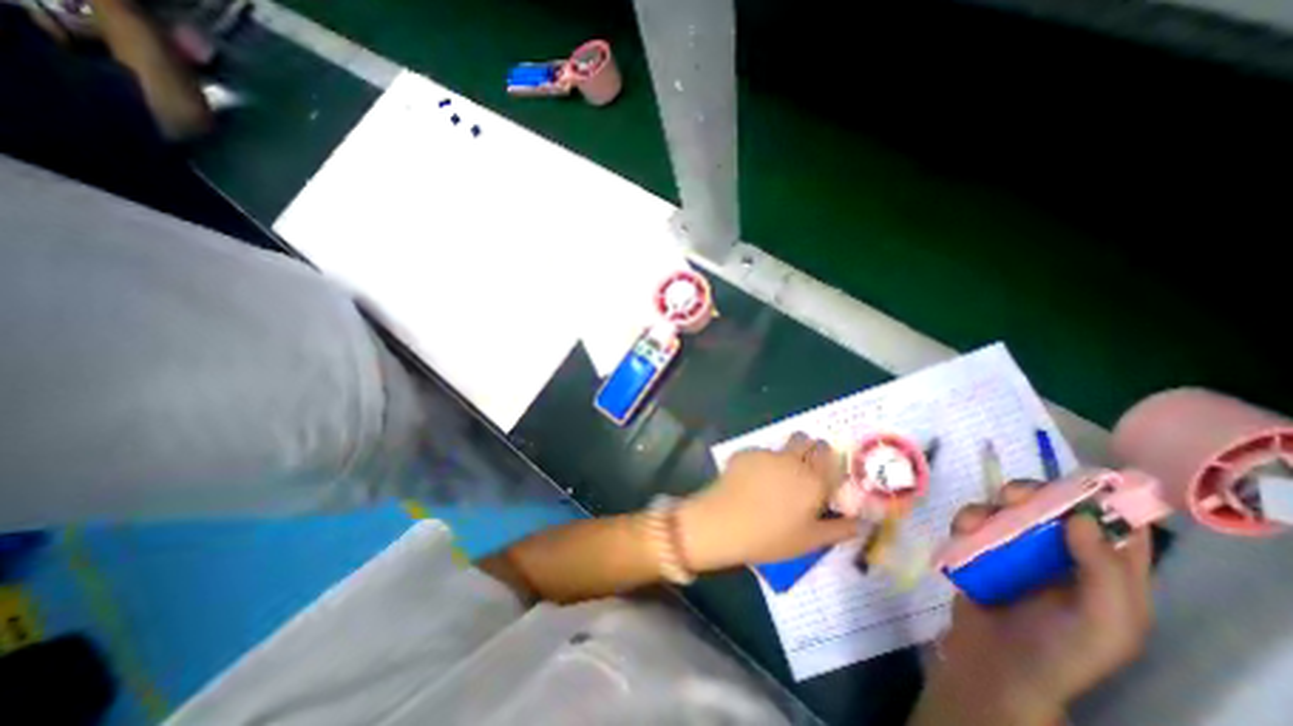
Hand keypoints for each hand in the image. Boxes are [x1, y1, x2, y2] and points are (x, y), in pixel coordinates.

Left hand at [678, 433, 855, 576]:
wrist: (724, 522)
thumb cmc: (771, 537)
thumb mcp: (810, 541)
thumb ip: (838, 529)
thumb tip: (859, 522)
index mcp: (814, 481)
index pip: (830, 455)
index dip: (827, 459)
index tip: (822, 469)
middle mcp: (793, 461)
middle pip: (806, 440)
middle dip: (807, 448)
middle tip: (800, 468)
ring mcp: (767, 454)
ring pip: (782, 445)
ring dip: (783, 455)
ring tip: (773, 477)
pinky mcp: (746, 452)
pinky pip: (760, 452)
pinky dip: (761, 461)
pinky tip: (750, 480)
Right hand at [912, 483, 1156, 724]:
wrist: (992, 661)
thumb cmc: (1059, 649)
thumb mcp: (1103, 623)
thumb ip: (1105, 573)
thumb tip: (1082, 516)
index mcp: (1109, 573)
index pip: (1119, 526)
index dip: (1102, 500)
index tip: (1074, 482)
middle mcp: (1065, 553)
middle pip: (1054, 506)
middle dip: (1033, 494)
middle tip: (1011, 496)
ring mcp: (1020, 548)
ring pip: (1009, 507)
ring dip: (991, 506)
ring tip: (974, 522)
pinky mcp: (983, 545)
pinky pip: (976, 518)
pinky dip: (967, 518)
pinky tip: (961, 531)